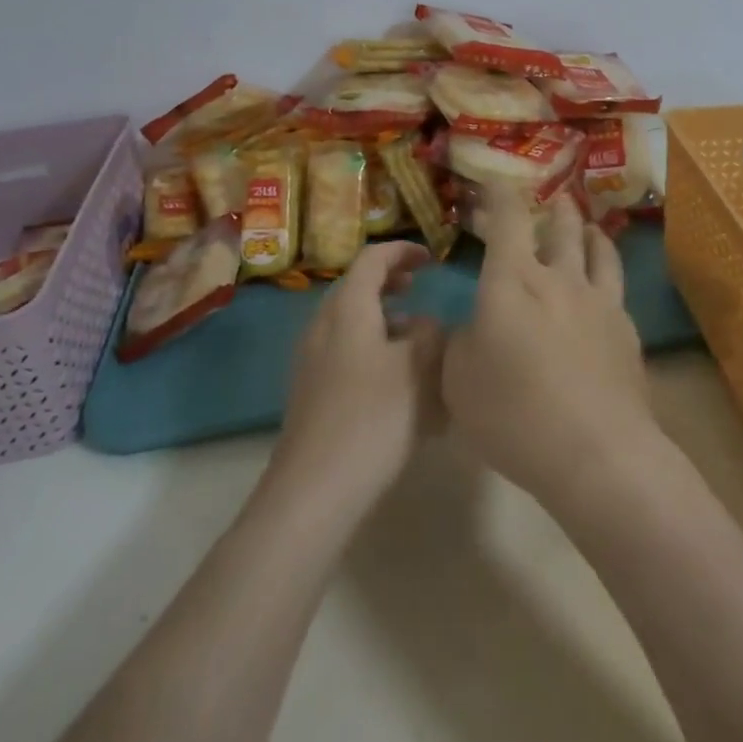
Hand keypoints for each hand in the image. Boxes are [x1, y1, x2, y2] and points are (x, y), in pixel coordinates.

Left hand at [272, 240, 444, 510]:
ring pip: (351, 323)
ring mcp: (312, 360)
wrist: (314, 489)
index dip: (402, 251)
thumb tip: (427, 324)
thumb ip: (430, 335)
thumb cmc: (372, 418)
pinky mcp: (311, 392)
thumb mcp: (418, 369)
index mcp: (348, 309)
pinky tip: (397, 384)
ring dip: (383, 319)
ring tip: (416, 339)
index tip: (431, 258)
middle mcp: (323, 326)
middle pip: (356, 288)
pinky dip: (372, 349)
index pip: (372, 259)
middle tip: (419, 287)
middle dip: (390, 282)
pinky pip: (345, 353)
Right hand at [442, 190, 658, 508]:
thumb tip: (468, 327)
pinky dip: (607, 272)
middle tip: (550, 198)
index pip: (507, 218)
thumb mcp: (458, 380)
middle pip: (561, 225)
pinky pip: (616, 286)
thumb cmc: (514, 413)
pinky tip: (605, 287)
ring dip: (589, 230)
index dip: (499, 193)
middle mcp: (559, 277)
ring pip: (597, 248)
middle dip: (553, 206)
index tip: (493, 181)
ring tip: (587, 226)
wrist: (596, 453)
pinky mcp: (626, 330)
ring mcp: (599, 301)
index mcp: (512, 280)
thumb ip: (458, 342)